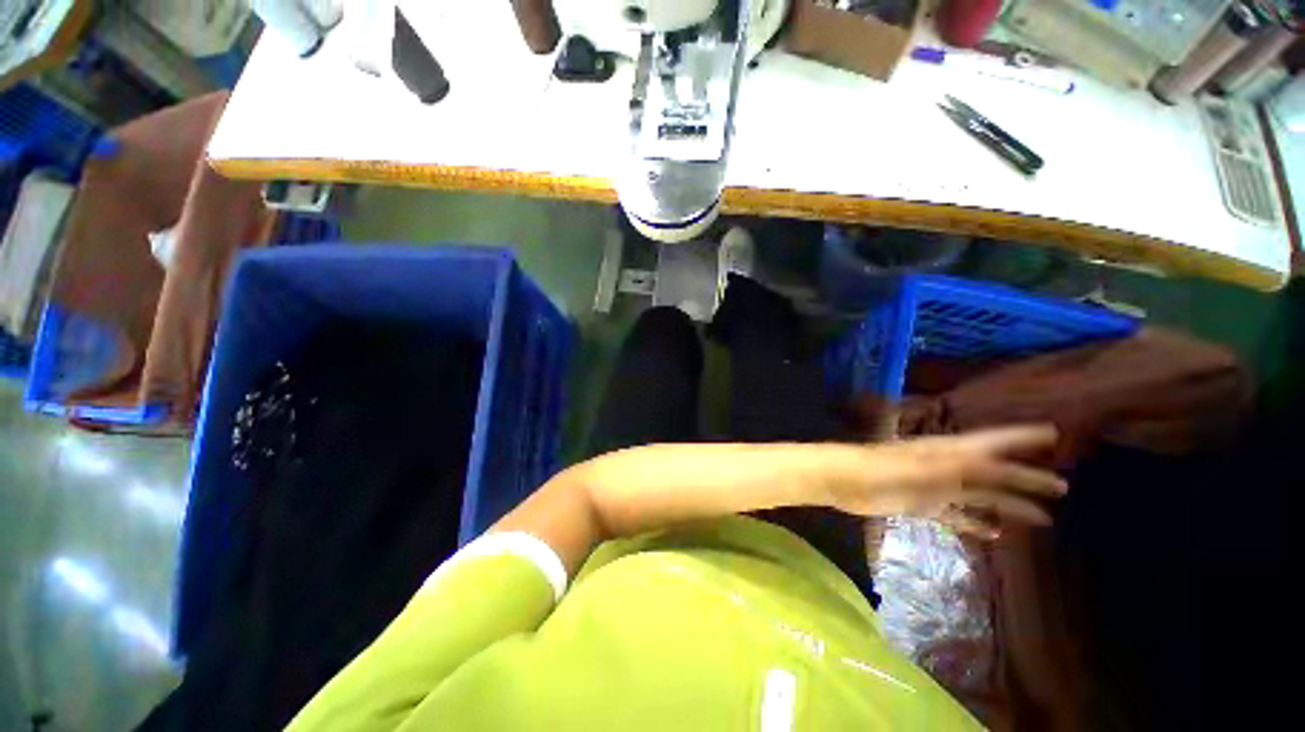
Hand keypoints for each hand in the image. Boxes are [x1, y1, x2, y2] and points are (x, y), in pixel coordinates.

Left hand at [822, 426, 1066, 538]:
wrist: (840, 480)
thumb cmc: (875, 469)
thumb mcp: (917, 468)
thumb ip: (954, 468)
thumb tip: (997, 465)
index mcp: (945, 452)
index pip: (991, 442)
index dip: (1020, 437)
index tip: (1053, 434)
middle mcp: (944, 466)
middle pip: (992, 472)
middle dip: (1025, 478)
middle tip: (1062, 487)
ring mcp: (933, 486)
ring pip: (978, 495)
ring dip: (1006, 504)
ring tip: (1040, 518)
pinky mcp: (920, 504)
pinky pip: (955, 515)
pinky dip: (974, 524)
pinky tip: (993, 535)